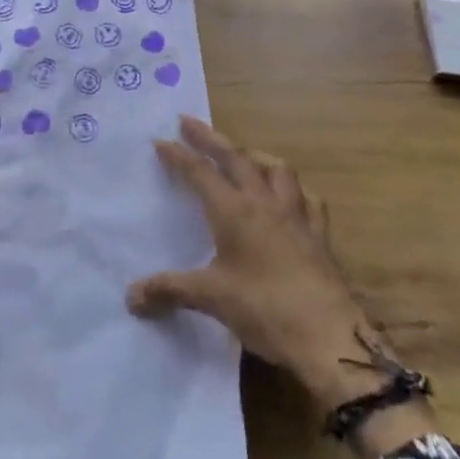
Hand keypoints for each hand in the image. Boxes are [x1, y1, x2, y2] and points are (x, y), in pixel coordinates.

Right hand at [126, 117, 434, 458]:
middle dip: (209, 138)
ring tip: (243, 155)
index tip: (160, 140)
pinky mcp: (319, 234)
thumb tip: (131, 297)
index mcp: (234, 210)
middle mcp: (263, 202)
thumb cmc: (264, 308)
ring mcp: (295, 215)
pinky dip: (294, 189)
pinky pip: (307, 198)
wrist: (328, 336)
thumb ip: (170, 290)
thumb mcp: (211, 298)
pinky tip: (290, 196)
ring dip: (255, 155)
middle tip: (189, 122)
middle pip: (235, 157)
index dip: (178, 155)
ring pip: (276, 168)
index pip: (200, 172)